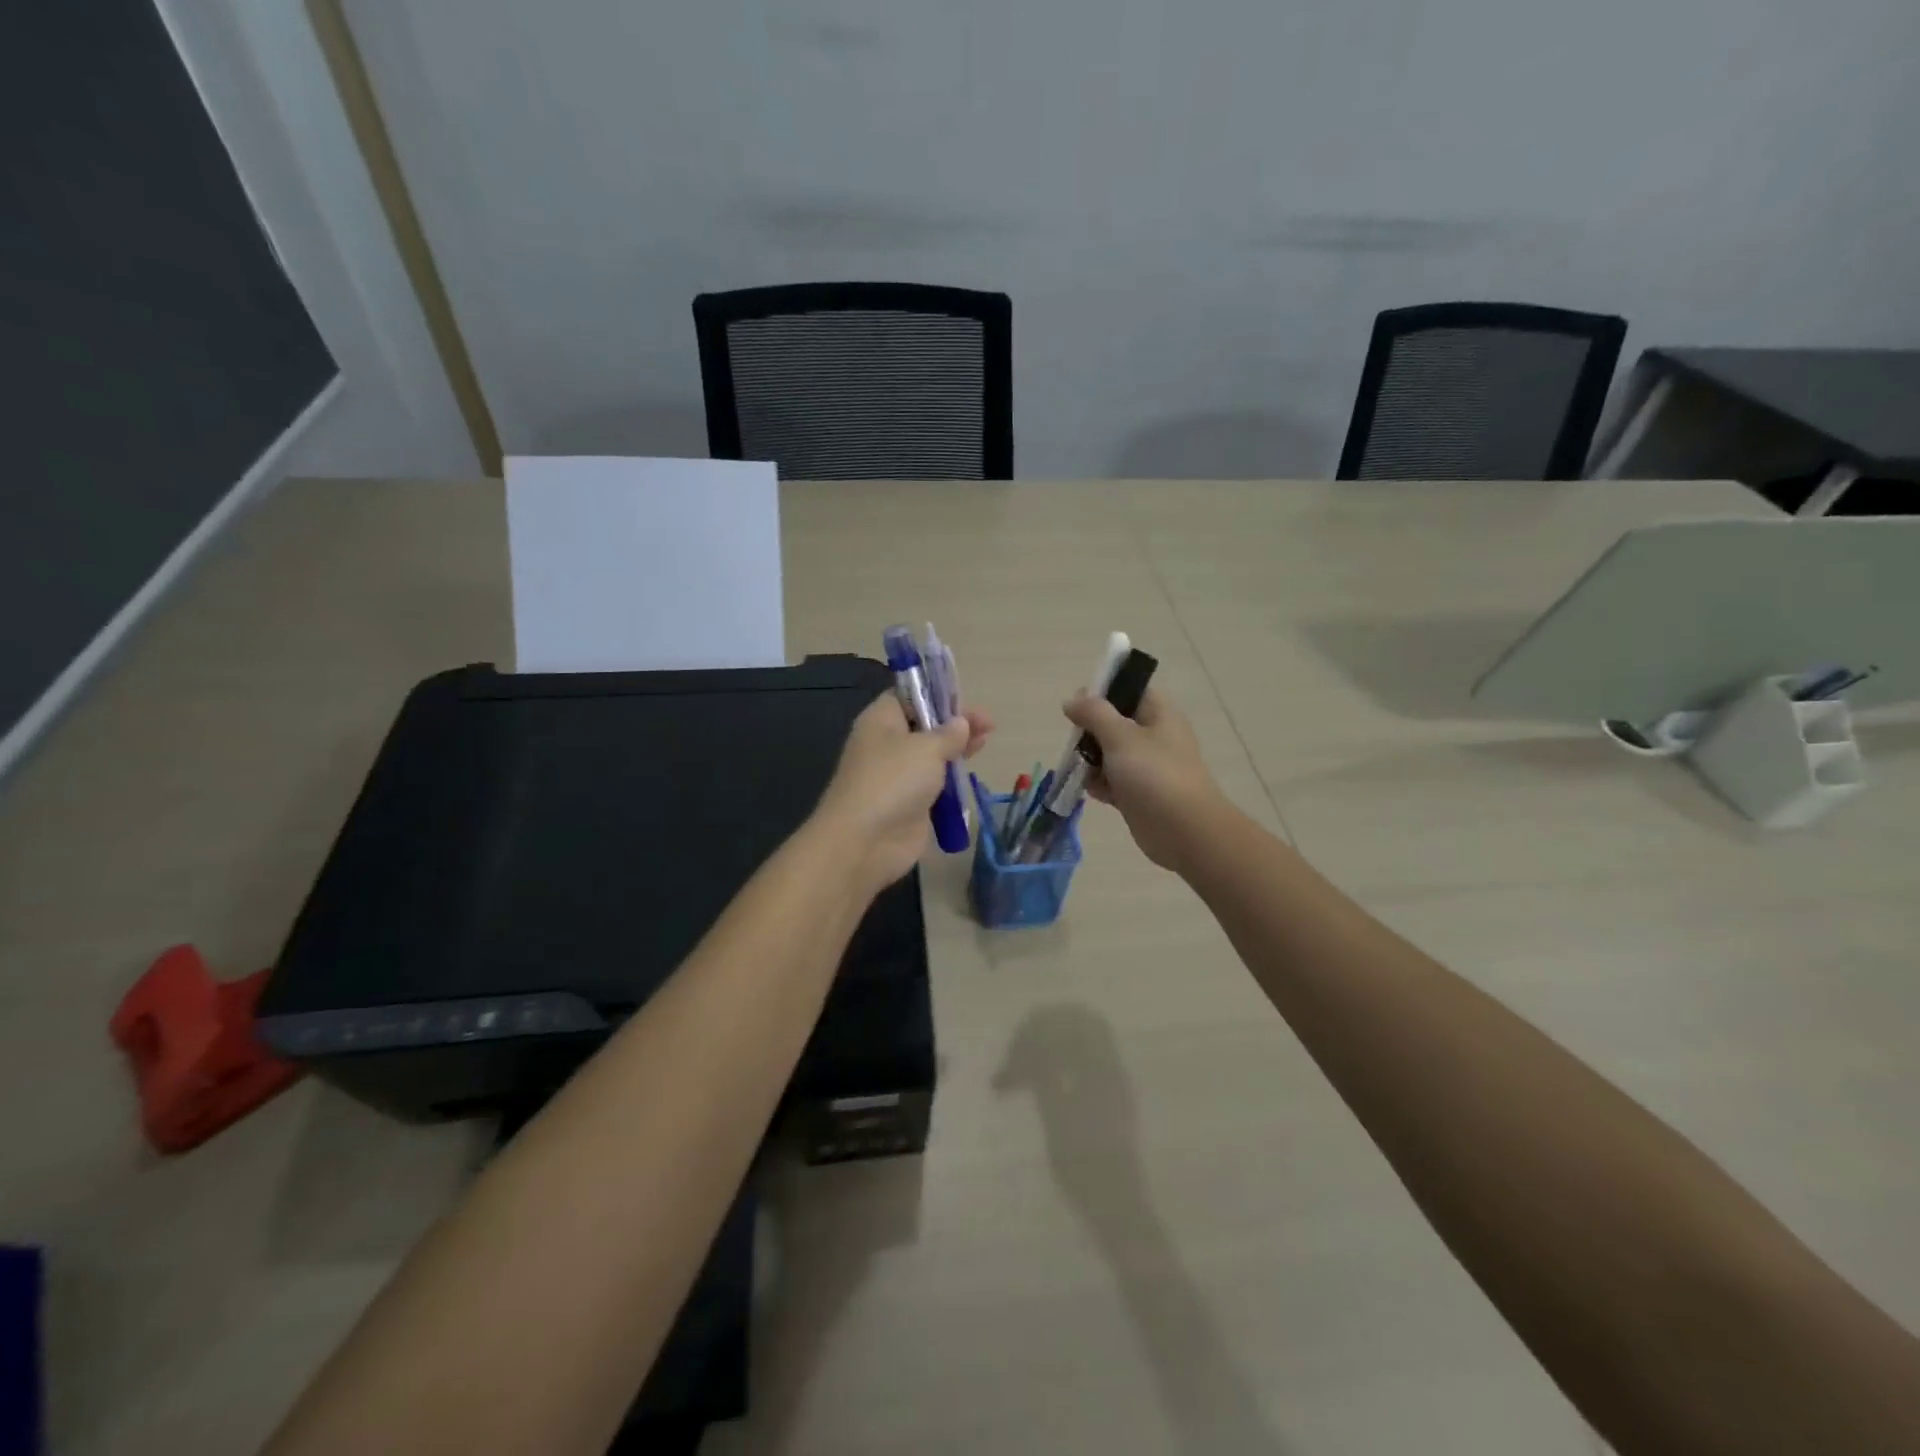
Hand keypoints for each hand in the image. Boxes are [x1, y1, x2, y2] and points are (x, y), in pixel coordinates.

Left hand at [813, 693, 992, 892]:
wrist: (866, 841)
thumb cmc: (893, 781)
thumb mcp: (926, 748)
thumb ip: (949, 734)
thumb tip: (961, 723)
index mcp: (881, 720)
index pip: (908, 696)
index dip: (937, 694)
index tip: (965, 699)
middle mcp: (887, 744)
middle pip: (924, 725)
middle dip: (955, 723)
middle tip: (988, 725)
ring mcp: (898, 776)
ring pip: (931, 755)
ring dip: (956, 750)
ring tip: (985, 743)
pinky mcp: (909, 803)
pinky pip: (934, 784)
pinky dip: (951, 779)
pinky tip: (970, 773)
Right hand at [1062, 686, 1225, 873]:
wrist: (1184, 830)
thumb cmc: (1154, 775)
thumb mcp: (1120, 736)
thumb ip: (1094, 714)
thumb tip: (1072, 699)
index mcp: (1158, 713)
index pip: (1129, 689)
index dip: (1102, 693)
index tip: (1078, 706)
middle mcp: (1154, 735)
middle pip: (1114, 722)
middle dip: (1091, 732)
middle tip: (1076, 743)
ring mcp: (1147, 766)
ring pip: (1110, 753)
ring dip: (1091, 760)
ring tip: (1081, 770)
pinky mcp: (1139, 793)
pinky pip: (1113, 781)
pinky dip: (1100, 784)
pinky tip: (1092, 791)